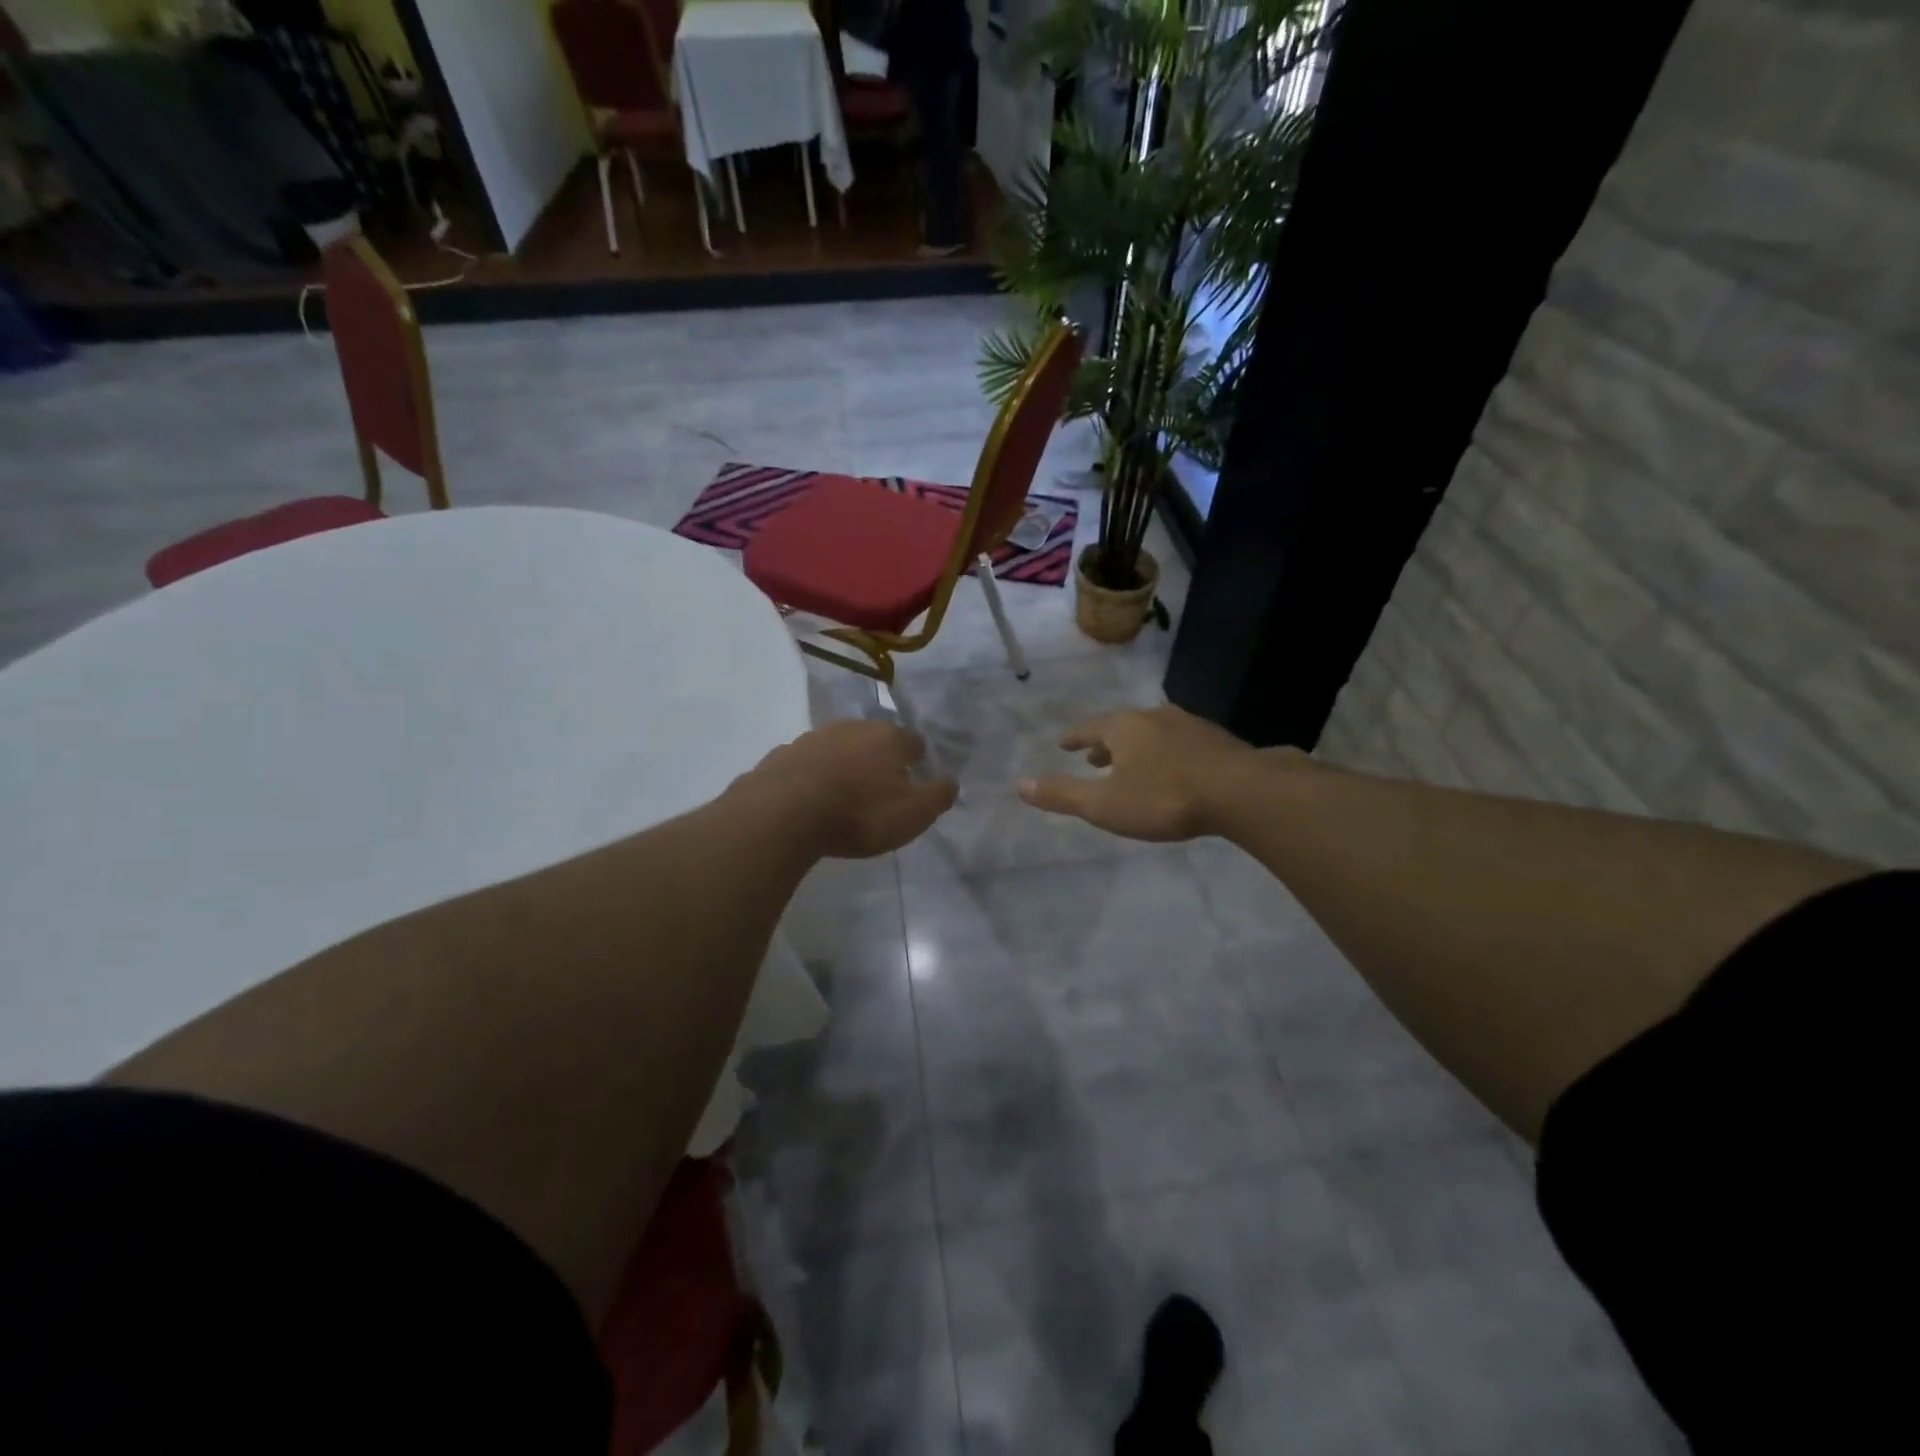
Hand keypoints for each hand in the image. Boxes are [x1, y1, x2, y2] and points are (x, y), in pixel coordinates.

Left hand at [742, 720, 957, 858]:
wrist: (783, 814)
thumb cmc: (859, 813)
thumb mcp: (914, 814)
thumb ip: (938, 795)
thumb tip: (950, 782)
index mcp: (888, 737)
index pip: (913, 742)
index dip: (917, 761)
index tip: (915, 780)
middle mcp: (851, 727)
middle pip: (873, 740)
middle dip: (878, 759)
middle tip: (880, 789)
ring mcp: (812, 738)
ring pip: (837, 748)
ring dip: (843, 765)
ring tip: (843, 795)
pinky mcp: (781, 755)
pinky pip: (805, 764)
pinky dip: (811, 776)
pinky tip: (809, 798)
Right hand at [1017, 704, 1268, 841]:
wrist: (1242, 792)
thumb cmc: (1164, 798)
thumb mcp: (1105, 804)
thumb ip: (1063, 795)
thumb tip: (1020, 786)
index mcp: (1123, 727)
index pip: (1089, 728)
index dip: (1073, 738)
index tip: (1062, 743)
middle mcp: (1153, 717)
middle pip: (1121, 727)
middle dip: (1105, 743)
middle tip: (1093, 756)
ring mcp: (1189, 725)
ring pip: (1152, 733)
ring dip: (1136, 747)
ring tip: (1131, 764)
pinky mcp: (1217, 740)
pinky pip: (1179, 742)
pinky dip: (1164, 753)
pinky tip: (1174, 769)